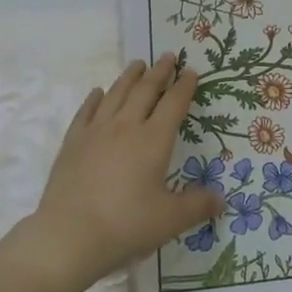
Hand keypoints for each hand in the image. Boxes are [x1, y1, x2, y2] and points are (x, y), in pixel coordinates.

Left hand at [18, 55, 220, 285]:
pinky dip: (95, 98)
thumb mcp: (170, 219)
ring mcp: (96, 132)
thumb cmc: (126, 225)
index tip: (190, 71)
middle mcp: (126, 127)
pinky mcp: (72, 143)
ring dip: (129, 77)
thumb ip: (197, 206)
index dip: (184, 86)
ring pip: (115, 94)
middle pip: (145, 91)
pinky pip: (86, 112)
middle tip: (167, 56)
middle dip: (159, 72)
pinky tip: (98, 92)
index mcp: (154, 140)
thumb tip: (221, 201)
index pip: (174, 104)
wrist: (70, 235)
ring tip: (137, 64)